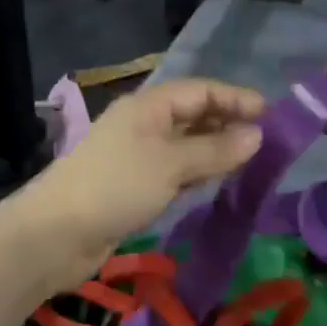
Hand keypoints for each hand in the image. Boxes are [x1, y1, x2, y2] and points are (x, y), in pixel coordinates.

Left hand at [16, 78, 265, 287]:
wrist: (55, 235)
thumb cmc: (116, 187)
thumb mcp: (170, 164)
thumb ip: (215, 150)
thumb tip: (257, 135)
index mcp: (149, 106)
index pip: (201, 91)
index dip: (236, 99)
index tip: (271, 115)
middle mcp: (144, 124)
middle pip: (194, 115)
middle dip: (229, 124)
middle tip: (267, 141)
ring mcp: (138, 156)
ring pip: (186, 145)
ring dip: (216, 150)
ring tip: (251, 162)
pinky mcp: (135, 186)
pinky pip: (176, 171)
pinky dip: (198, 174)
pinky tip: (218, 183)